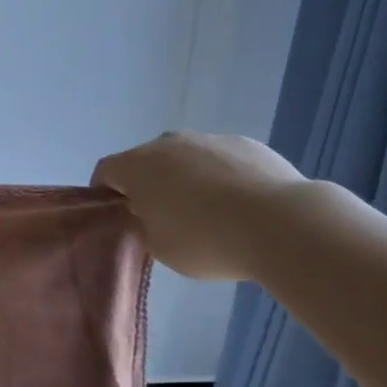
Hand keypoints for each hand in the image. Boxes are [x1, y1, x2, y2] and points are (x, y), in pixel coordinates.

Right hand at [92, 132, 305, 281]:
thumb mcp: (160, 248)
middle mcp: (167, 143)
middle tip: (165, 217)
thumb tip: (150, 213)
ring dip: (188, 179)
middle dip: (149, 184)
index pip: (106, 171)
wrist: (281, 223)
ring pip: (186, 158)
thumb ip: (144, 226)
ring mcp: (208, 138)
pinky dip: (223, 177)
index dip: (105, 193)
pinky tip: (243, 206)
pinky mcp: (245, 143)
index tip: (117, 215)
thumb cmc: (206, 240)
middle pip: (147, 161)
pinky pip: (222, 160)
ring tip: (211, 213)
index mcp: (137, 165)